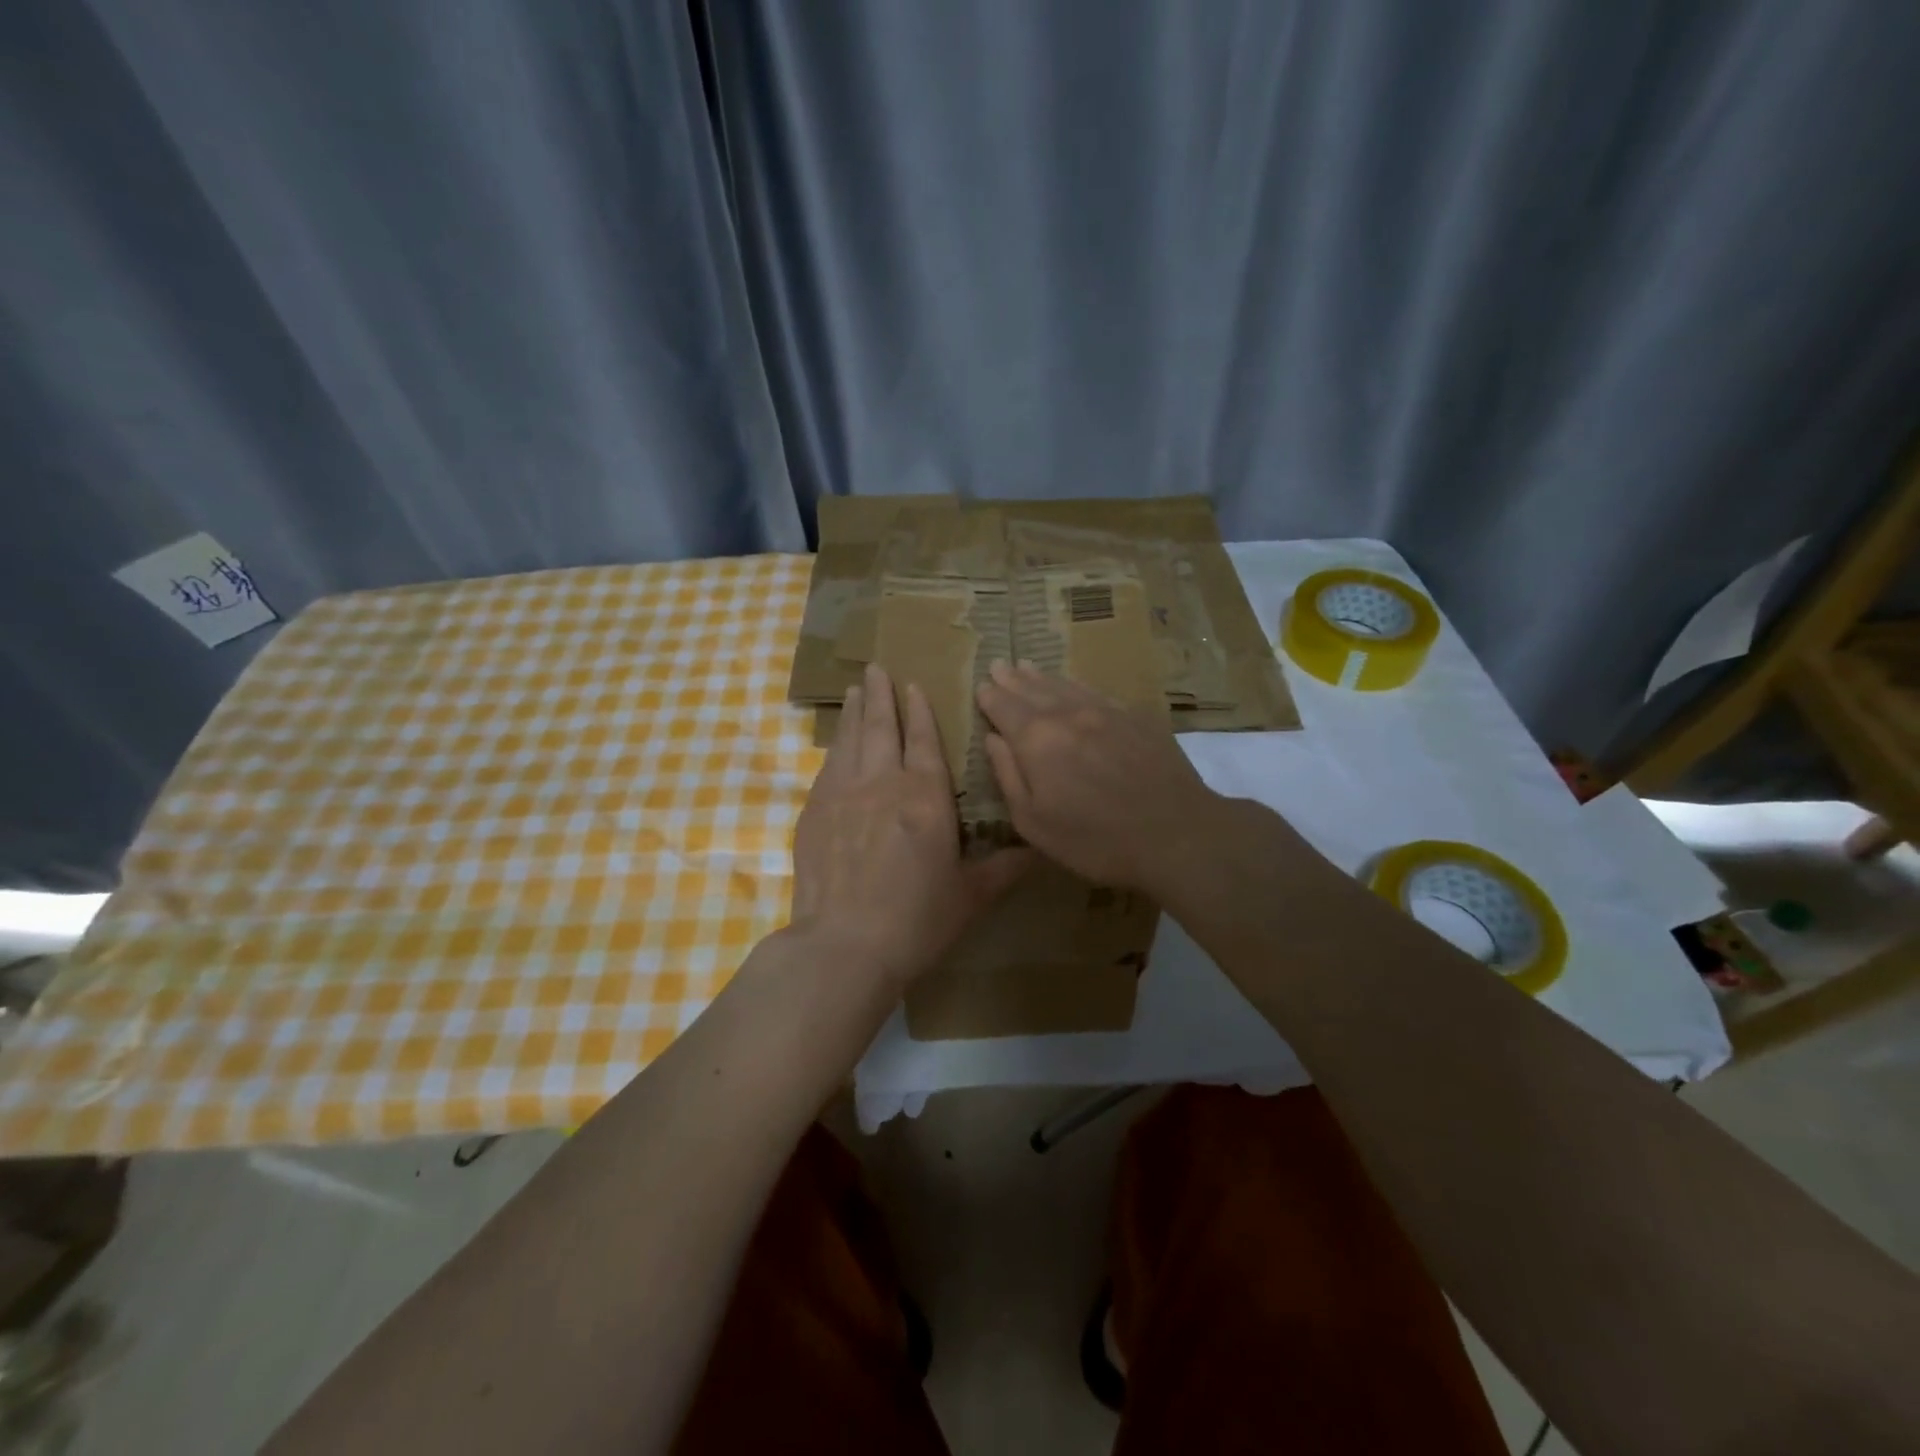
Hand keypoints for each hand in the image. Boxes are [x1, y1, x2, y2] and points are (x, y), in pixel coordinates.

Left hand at [792, 663, 1032, 987]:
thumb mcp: (970, 897)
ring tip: (857, 689)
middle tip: (877, 667)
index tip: (914, 686)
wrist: (845, 944)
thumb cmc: (917, 921)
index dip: (920, 710)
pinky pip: (828, 767)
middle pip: (882, 727)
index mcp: (926, 797)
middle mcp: (883, 783)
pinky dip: (835, 748)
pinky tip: (837, 744)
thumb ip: (1003, 868)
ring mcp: (843, 794)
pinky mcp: (814, 812)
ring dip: (856, 711)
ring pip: (851, 739)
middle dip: (882, 694)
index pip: (924, 741)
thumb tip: (1039, 851)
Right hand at [975, 661, 1224, 893]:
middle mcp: (1068, 715)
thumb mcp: (1034, 822)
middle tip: (999, 664)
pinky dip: (1076, 685)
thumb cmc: (1095, 839)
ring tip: (1027, 666)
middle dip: (1012, 678)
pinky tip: (1073, 685)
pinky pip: (1096, 692)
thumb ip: (1008, 775)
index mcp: (1036, 740)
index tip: (981, 686)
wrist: (1176, 834)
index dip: (990, 697)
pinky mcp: (1136, 718)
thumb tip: (992, 739)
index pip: (1005, 708)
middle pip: (1033, 690)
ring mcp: (1105, 712)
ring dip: (1042, 677)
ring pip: (1065, 686)